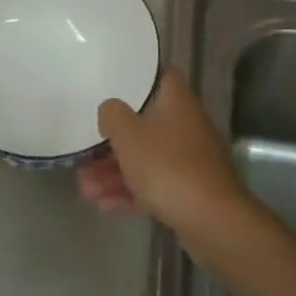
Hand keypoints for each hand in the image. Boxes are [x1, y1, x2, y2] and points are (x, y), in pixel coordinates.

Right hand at [78, 68, 255, 249]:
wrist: (211, 220)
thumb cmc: (166, 166)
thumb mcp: (128, 135)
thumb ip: (112, 114)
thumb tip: (110, 110)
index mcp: (176, 101)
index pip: (159, 75)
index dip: (136, 76)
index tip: (111, 82)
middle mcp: (186, 124)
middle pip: (144, 124)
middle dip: (112, 141)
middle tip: (84, 154)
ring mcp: (189, 159)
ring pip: (145, 157)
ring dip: (114, 172)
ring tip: (86, 190)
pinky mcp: (189, 189)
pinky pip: (154, 183)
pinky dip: (130, 191)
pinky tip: (103, 205)